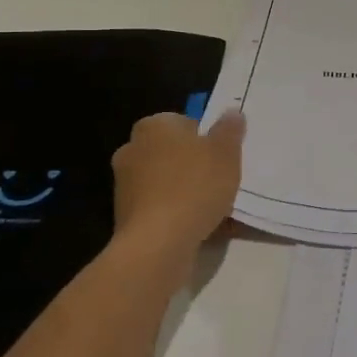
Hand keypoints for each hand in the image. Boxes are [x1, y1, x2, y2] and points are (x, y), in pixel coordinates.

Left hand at [111, 111, 245, 262]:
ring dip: (184, 190)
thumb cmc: (194, 186)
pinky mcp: (124, 216)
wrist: (158, 243)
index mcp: (153, 126)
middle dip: (192, 164)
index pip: (183, 122)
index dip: (206, 138)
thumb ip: (229, 130)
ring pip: (165, 181)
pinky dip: (174, 213)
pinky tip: (196, 226)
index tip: (222, 157)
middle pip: (172, 152)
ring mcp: (124, 184)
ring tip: (212, 208)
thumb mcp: (225, 152)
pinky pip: (158, 207)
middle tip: (220, 180)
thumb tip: (232, 112)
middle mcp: (132, 149)